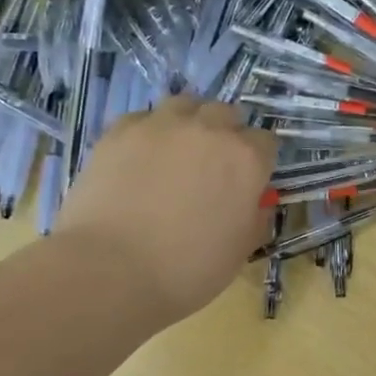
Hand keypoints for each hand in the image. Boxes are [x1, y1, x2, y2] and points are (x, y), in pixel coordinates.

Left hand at [55, 98, 276, 329]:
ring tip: (176, 152)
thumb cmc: (187, 269)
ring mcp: (161, 125)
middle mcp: (209, 130)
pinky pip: (143, 118)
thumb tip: (254, 201)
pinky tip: (139, 158)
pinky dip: (148, 132)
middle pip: (226, 114)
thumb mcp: (240, 250)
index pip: (265, 142)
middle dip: (225, 134)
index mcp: (246, 159)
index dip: (258, 161)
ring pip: (185, 104)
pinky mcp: (119, 131)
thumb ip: (255, 216)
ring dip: (189, 123)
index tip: (247, 181)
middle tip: (212, 166)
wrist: (110, 270)